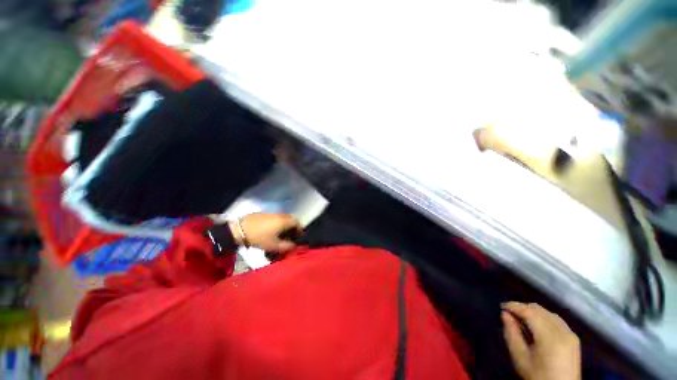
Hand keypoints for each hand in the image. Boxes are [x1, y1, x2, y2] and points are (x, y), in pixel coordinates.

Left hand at [230, 213, 301, 252]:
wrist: (240, 230)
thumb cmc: (260, 238)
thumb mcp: (274, 246)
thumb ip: (286, 246)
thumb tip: (294, 246)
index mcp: (284, 221)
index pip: (297, 222)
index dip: (300, 230)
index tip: (299, 237)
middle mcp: (280, 215)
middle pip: (291, 219)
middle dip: (293, 227)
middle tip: (291, 236)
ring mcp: (272, 213)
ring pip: (283, 218)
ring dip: (285, 225)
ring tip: (281, 234)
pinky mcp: (264, 214)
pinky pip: (275, 218)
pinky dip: (277, 223)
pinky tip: (271, 231)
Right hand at [502, 302, 580, 379]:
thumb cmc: (537, 375)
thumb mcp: (519, 357)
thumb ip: (511, 333)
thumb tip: (505, 314)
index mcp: (550, 338)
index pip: (530, 312)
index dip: (515, 306)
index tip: (502, 306)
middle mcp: (563, 332)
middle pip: (540, 310)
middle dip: (523, 308)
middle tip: (509, 313)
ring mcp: (571, 334)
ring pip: (548, 313)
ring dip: (533, 311)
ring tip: (521, 318)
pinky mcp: (574, 337)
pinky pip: (556, 319)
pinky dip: (543, 317)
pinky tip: (536, 324)